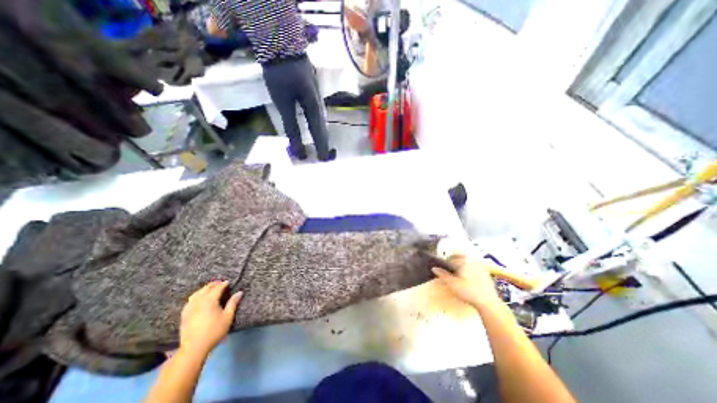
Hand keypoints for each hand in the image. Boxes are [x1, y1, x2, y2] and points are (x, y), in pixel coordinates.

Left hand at [181, 280, 242, 355]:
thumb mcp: (228, 317)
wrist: (194, 348)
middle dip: (213, 284)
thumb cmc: (214, 331)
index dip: (223, 284)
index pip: (217, 288)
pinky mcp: (184, 315)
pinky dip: (195, 296)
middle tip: (220, 282)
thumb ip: (233, 303)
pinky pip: (190, 301)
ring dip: (204, 289)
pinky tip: (197, 299)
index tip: (228, 282)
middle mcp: (199, 302)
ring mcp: (190, 308)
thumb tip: (239, 292)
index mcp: (210, 301)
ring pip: (196, 294)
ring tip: (209, 288)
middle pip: (206, 289)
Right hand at [431, 257, 501, 309]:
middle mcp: (473, 259)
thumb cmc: (469, 291)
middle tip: (447, 270)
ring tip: (456, 274)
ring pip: (466, 262)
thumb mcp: (452, 283)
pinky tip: (465, 278)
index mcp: (465, 259)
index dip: (444, 260)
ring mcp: (481, 265)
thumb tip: (433, 268)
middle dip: (453, 262)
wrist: (489, 303)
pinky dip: (467, 269)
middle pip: (459, 257)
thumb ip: (442, 274)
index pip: (451, 256)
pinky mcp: (486, 272)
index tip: (441, 266)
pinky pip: (473, 266)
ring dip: (460, 265)